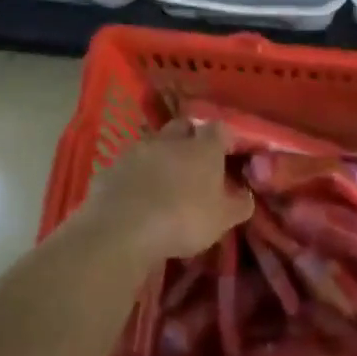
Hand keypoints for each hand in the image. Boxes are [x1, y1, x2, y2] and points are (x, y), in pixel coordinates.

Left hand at [77, 121, 252, 263]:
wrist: (122, 228)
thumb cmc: (183, 220)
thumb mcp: (222, 220)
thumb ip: (239, 204)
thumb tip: (245, 194)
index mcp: (202, 149)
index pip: (219, 129)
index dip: (224, 138)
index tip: (228, 153)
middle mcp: (170, 141)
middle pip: (183, 127)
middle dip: (190, 138)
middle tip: (195, 162)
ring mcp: (137, 151)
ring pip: (154, 144)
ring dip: (161, 157)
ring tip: (164, 181)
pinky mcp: (111, 167)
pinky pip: (129, 165)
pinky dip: (136, 175)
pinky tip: (136, 195)